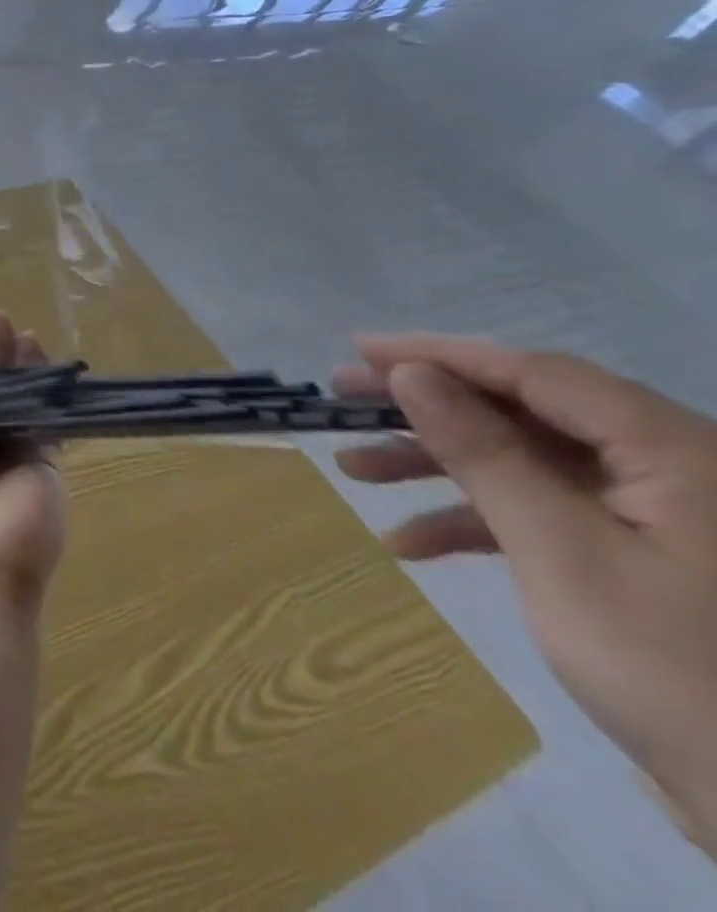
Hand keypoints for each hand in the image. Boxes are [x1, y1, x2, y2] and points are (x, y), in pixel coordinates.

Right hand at [334, 334, 716, 855]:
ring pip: (527, 462)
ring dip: (438, 465)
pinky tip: (411, 542)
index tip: (360, 351)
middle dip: (428, 409)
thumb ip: (485, 453)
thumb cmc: (679, 672)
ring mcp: (660, 518)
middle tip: (342, 402)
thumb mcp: (561, 552)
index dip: (441, 355)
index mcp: (679, 453)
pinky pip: (546, 513)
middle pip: (526, 413)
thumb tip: (413, 376)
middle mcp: (674, 470)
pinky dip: (476, 520)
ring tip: (354, 470)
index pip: (537, 374)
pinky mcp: (644, 559)